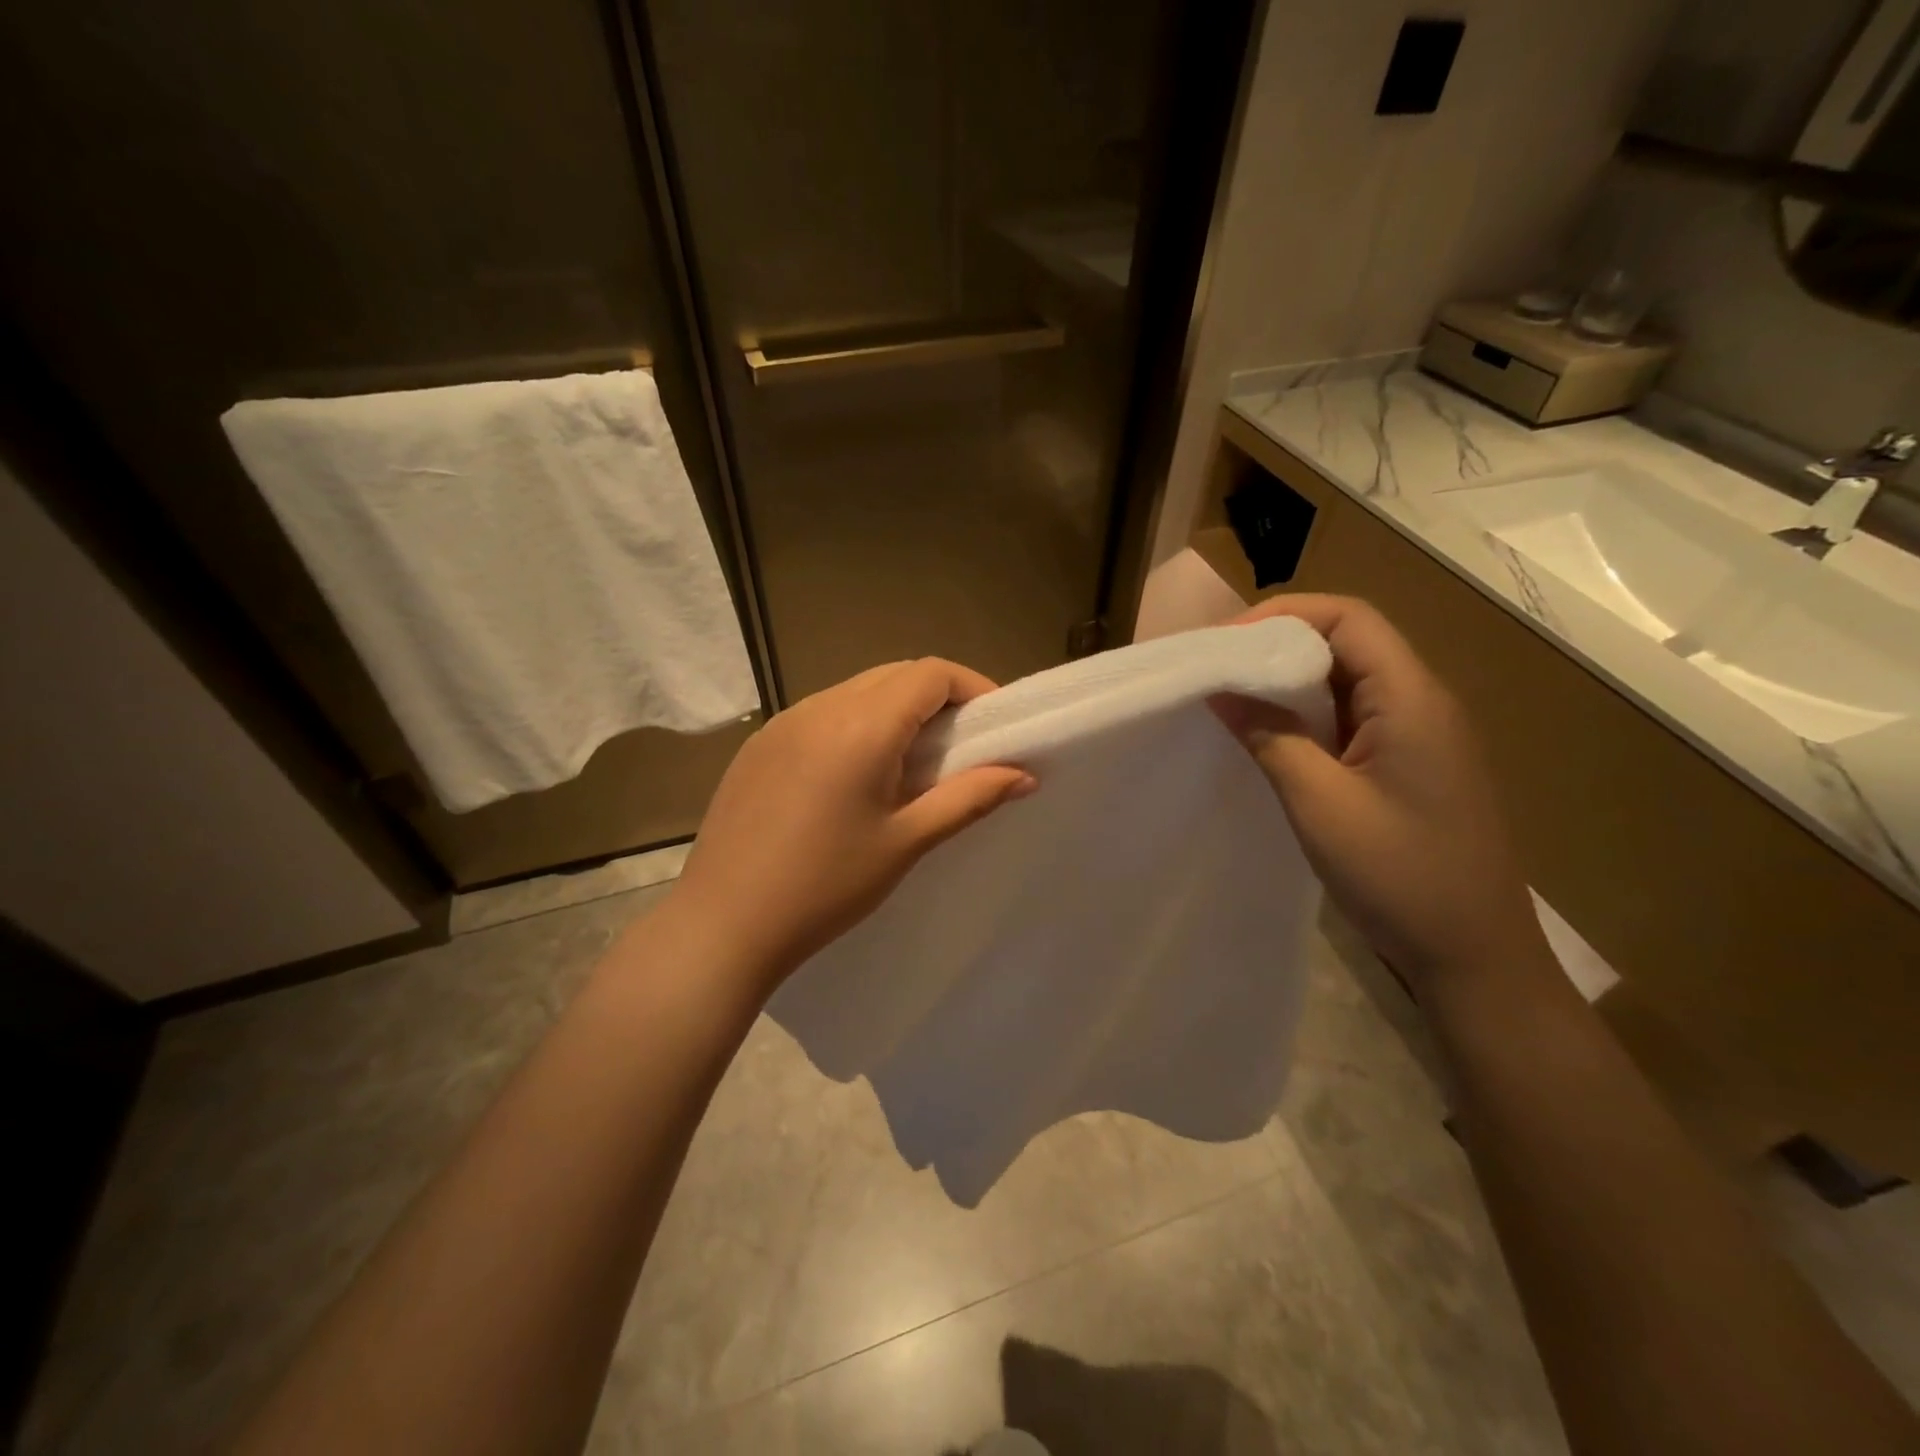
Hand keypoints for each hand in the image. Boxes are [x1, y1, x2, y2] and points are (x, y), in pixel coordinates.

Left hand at [668, 658, 1035, 985]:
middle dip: (937, 698)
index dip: (972, 687)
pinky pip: (821, 713)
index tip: (994, 725)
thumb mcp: (906, 842)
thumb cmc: (825, 887)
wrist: (723, 924)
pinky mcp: (760, 744)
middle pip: (894, 674)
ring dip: (895, 710)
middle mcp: (820, 707)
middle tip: (960, 746)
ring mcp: (783, 722)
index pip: (930, 673)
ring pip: (856, 690)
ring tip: (910, 765)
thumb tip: (1024, 774)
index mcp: (861, 725)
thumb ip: (969, 798)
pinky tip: (855, 777)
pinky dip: (855, 725)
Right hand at [1210, 595, 1544, 989]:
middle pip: (1347, 641)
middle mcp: (1422, 702)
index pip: (1348, 618)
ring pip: (1347, 680)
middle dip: (1278, 644)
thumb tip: (1220, 689)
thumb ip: (1269, 737)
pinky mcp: (1408, 764)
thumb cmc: (1400, 876)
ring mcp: (1419, 735)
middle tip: (1218, 669)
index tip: (1223, 644)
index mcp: (1412, 698)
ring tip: (1232, 697)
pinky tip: (1271, 737)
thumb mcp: (1320, 803)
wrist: (1474, 956)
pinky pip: (1352, 716)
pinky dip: (1306, 714)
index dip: (1282, 615)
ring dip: (1289, 681)